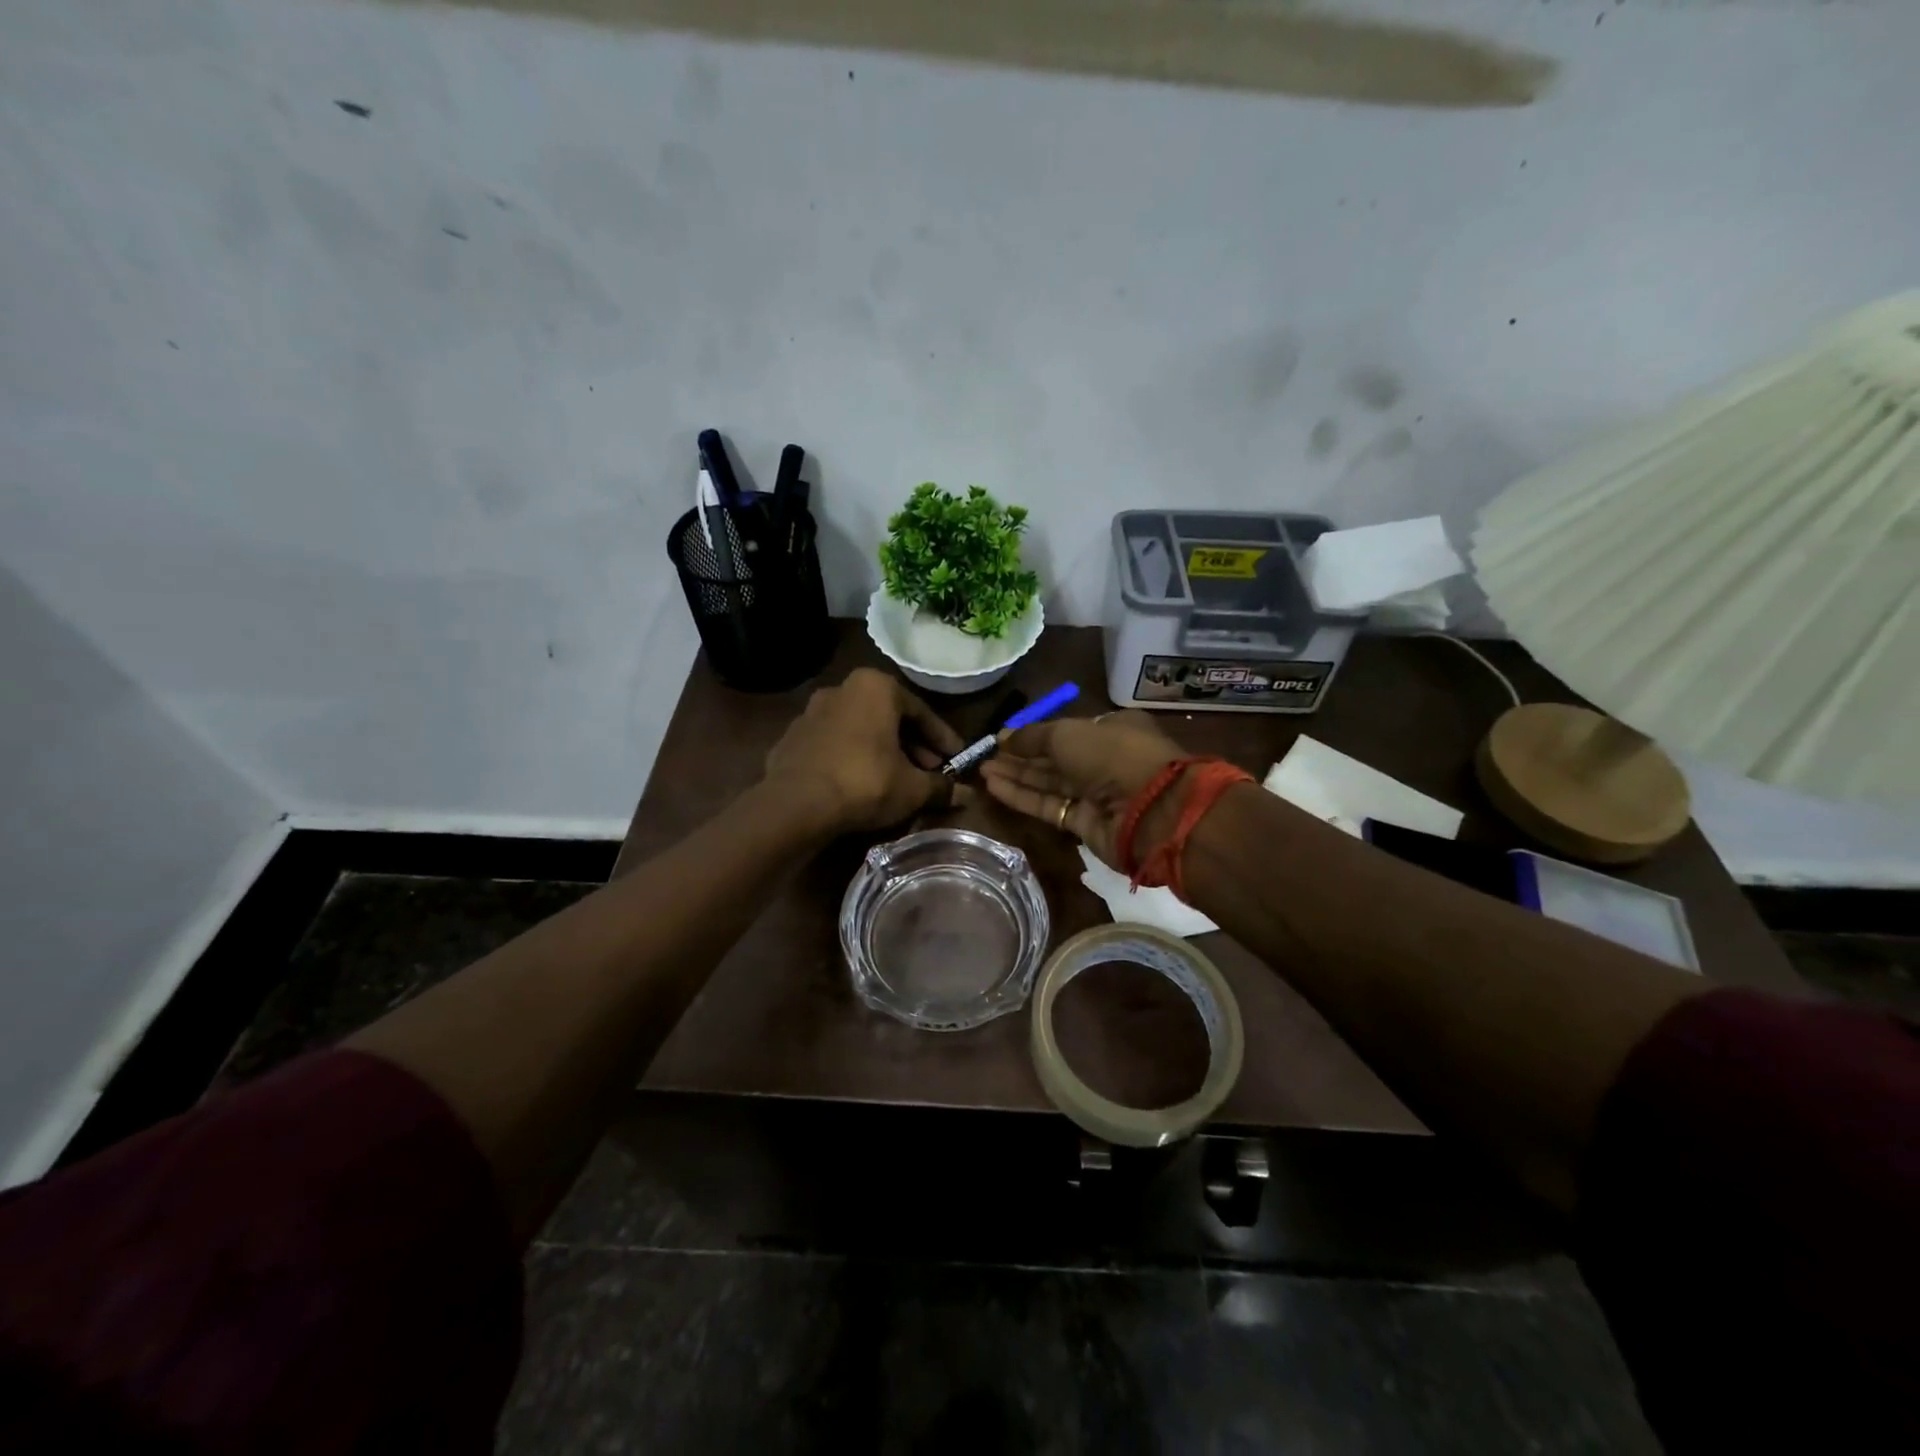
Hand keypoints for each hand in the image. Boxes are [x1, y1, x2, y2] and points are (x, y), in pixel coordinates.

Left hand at [763, 668, 965, 833]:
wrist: (795, 804)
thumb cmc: (865, 782)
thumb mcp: (912, 788)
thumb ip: (941, 787)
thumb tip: (968, 795)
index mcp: (876, 687)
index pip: (921, 712)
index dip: (942, 739)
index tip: (956, 759)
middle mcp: (842, 689)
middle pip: (888, 717)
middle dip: (912, 745)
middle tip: (929, 771)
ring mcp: (811, 712)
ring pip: (859, 729)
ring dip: (881, 750)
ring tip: (896, 779)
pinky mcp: (791, 738)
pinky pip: (833, 745)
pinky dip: (851, 758)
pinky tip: (859, 784)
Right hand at [978, 711, 1184, 869]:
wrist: (1151, 811)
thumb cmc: (1112, 755)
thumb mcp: (1067, 733)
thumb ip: (1032, 736)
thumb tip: (1003, 737)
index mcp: (1112, 730)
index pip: (1068, 730)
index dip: (1035, 734)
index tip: (1004, 737)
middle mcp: (1105, 760)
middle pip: (1055, 758)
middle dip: (1021, 756)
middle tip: (985, 755)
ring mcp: (1097, 794)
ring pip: (1050, 783)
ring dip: (1017, 776)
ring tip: (982, 771)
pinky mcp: (1086, 824)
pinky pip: (1049, 806)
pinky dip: (1023, 797)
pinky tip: (993, 787)